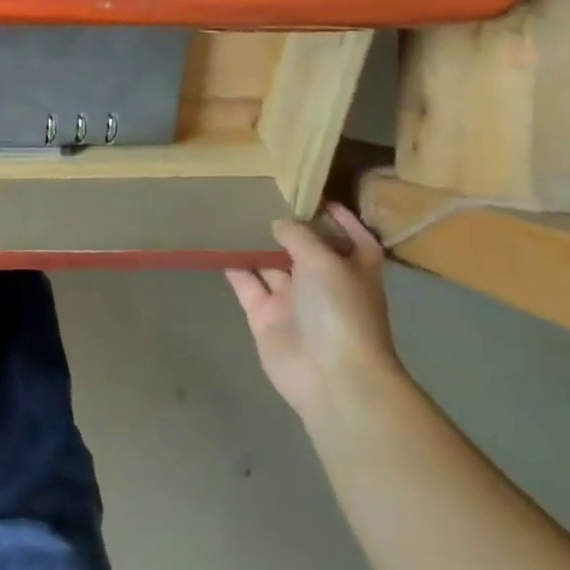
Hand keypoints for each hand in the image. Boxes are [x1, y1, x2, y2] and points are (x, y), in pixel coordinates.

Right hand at [226, 203, 402, 422]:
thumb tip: (279, 221)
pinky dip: (233, 266)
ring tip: (230, 213)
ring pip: (271, 264)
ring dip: (254, 243)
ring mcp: (293, 300)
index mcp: (354, 268)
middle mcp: (324, 282)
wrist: (329, 375)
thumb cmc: (340, 311)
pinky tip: (216, 243)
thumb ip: (299, 235)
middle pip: (305, 248)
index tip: (311, 195)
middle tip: (257, 195)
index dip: (337, 217)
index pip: (351, 236)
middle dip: (286, 226)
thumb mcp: (324, 261)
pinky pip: (246, 284)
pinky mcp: (265, 315)